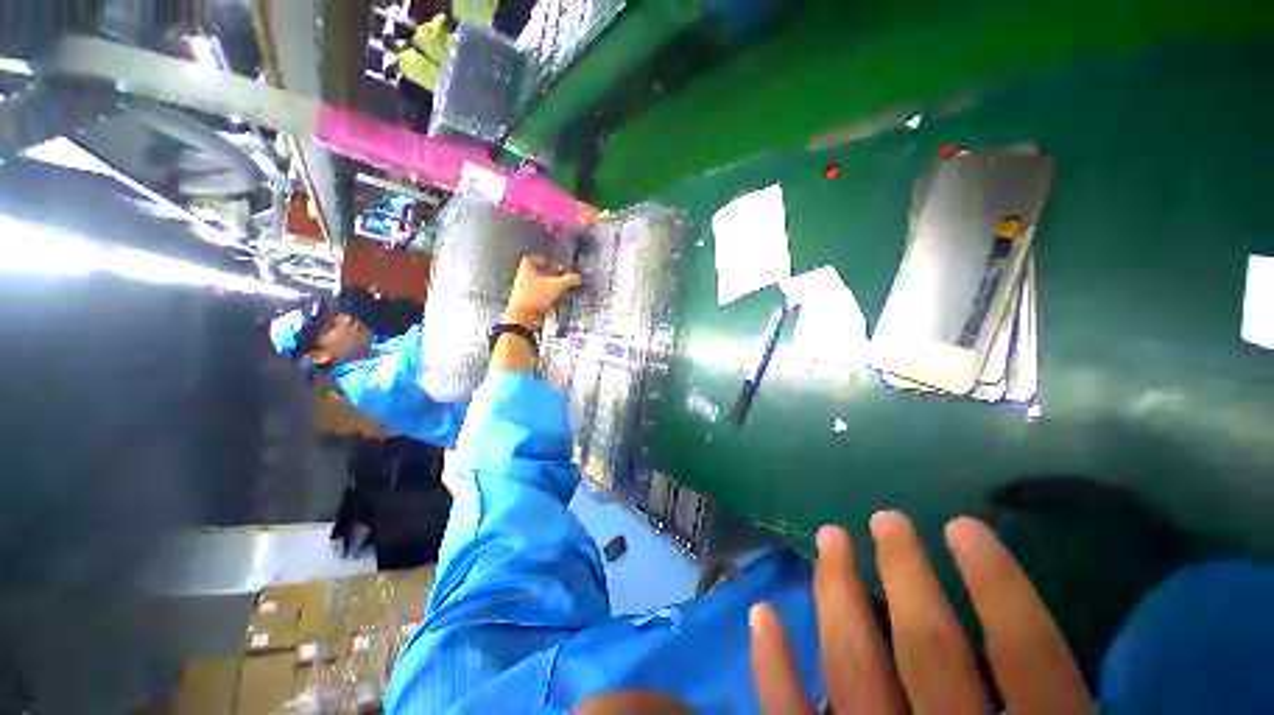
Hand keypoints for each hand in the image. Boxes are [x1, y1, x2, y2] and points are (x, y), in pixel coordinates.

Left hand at [503, 255, 582, 329]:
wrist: (523, 317)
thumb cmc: (537, 296)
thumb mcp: (557, 285)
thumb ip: (569, 280)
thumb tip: (578, 277)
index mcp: (526, 268)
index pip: (532, 259)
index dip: (543, 261)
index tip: (553, 266)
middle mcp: (522, 277)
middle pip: (537, 273)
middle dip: (550, 276)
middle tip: (561, 279)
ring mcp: (523, 290)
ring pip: (539, 286)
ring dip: (550, 288)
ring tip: (561, 292)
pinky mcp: (526, 302)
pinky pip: (538, 296)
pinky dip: (547, 298)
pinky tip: (555, 303)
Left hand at [750, 511, 1088, 714]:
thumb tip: (1044, 667)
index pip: (1032, 662)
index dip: (1003, 589)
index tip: (966, 528)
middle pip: (931, 650)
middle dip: (906, 574)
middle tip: (884, 519)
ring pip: (853, 667)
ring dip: (836, 594)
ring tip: (829, 537)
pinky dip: (773, 665)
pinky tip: (762, 613)